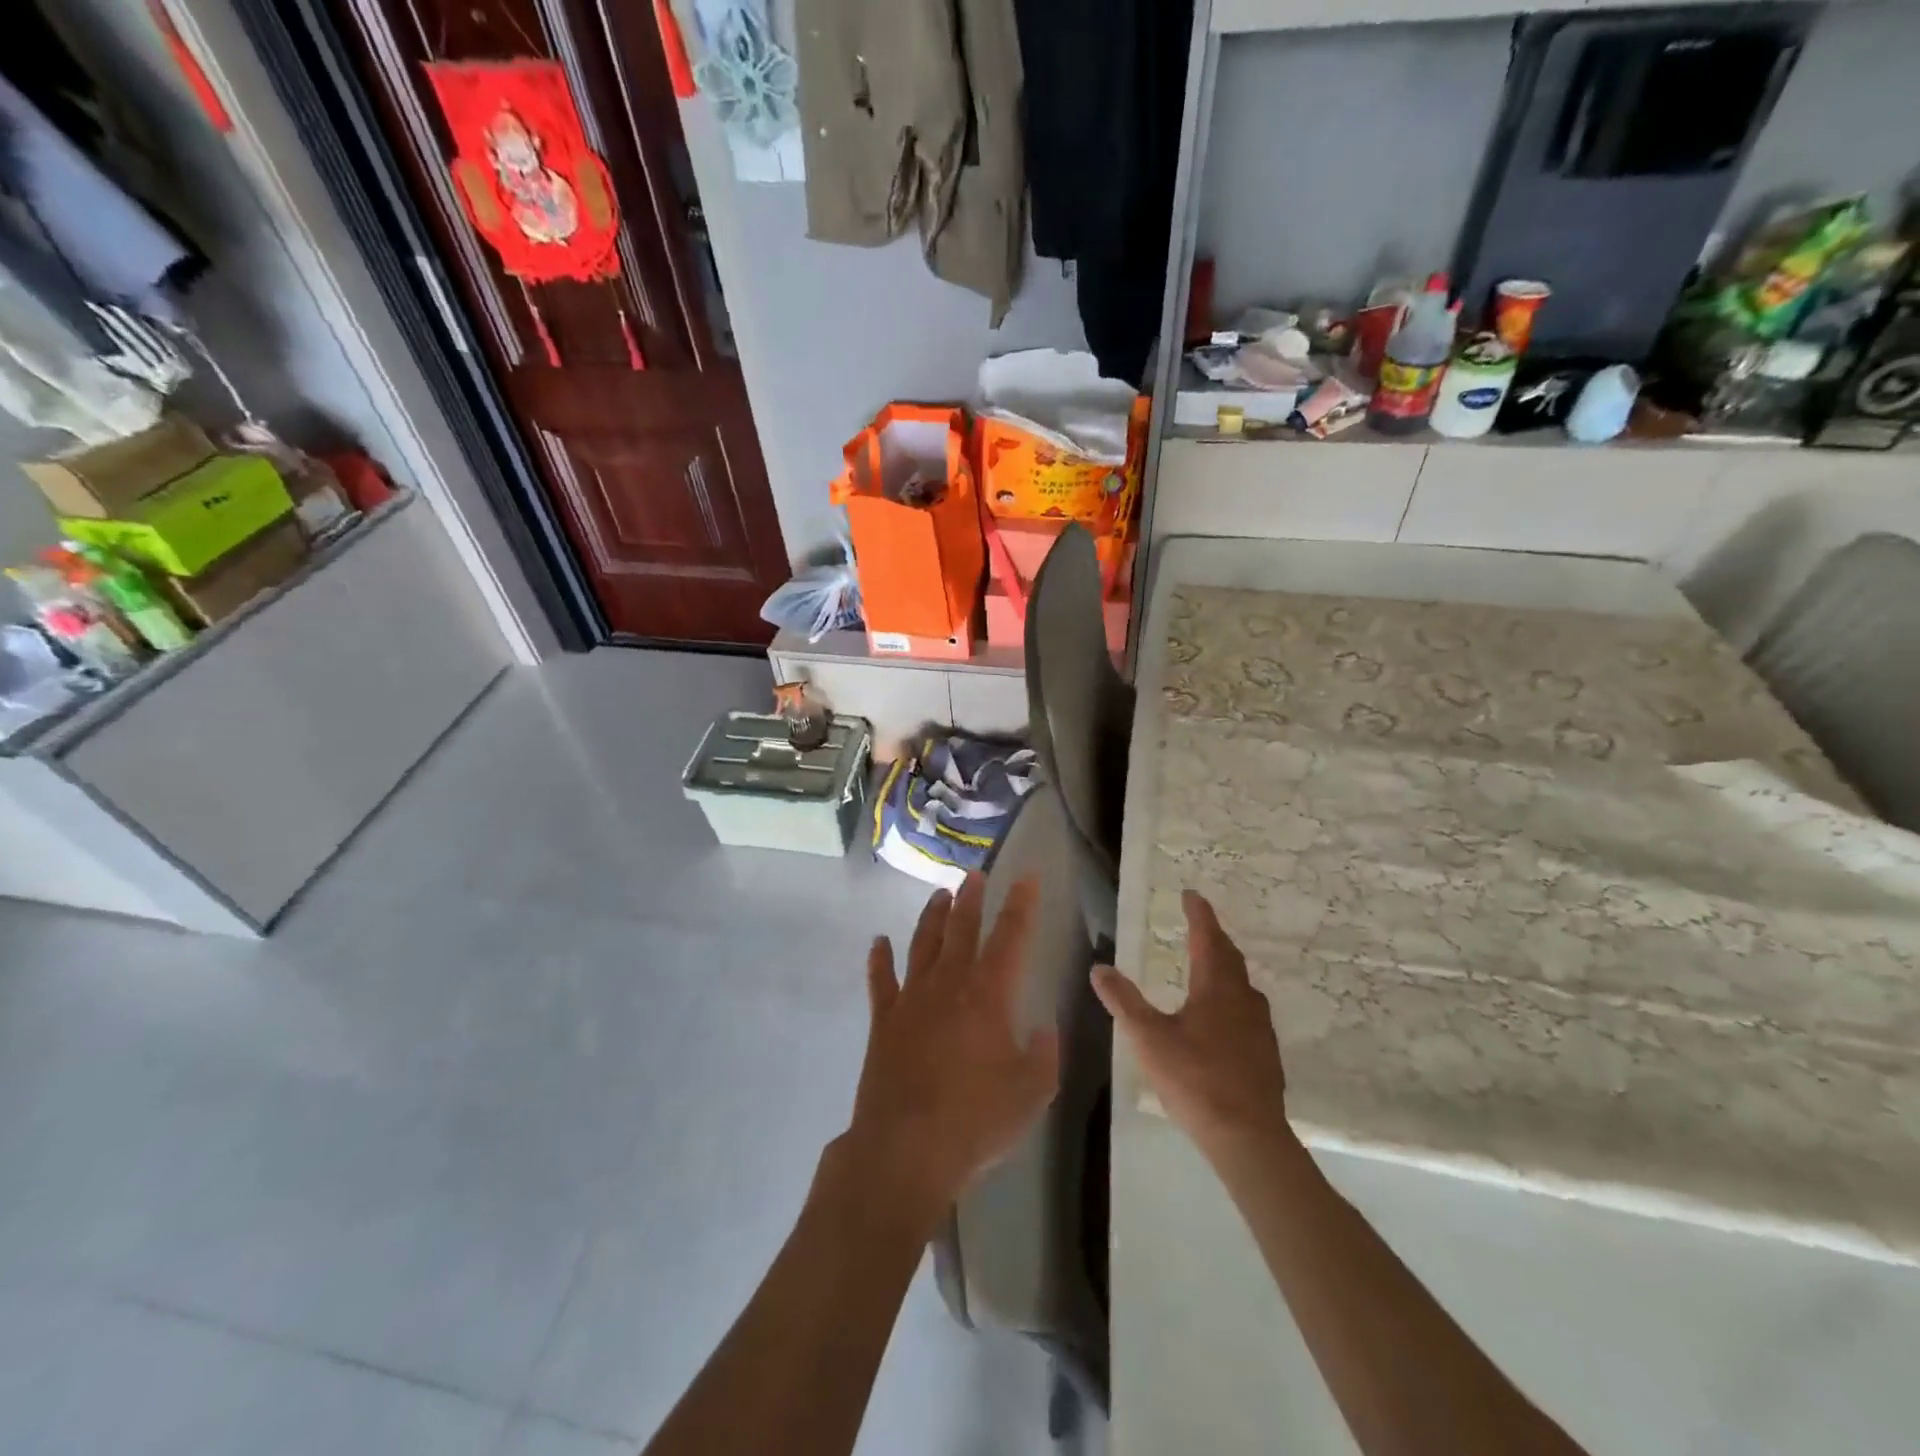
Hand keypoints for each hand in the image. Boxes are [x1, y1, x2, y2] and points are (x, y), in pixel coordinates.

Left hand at [842, 874, 1060, 1224]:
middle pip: (961, 929)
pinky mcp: (884, 1021)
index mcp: (988, 995)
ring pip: (923, 944)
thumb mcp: (1032, 1094)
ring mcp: (911, 999)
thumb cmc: (975, 1122)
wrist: (905, 1149)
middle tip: (975, 874)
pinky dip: (879, 959)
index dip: (1020, 905)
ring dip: (931, 917)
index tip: (1026, 878)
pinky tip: (878, 942)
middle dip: (971, 898)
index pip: (1009, 937)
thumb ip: (1044, 1055)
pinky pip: (881, 980)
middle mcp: (949, 985)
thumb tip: (1044, 1028)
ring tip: (939, 895)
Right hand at [1093, 890, 1291, 1152]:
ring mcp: (1260, 1028)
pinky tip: (1223, 1018)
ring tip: (1209, 966)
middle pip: (1230, 958)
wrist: (1248, 1137)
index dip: (1199, 915)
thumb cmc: (1195, 1079)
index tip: (1191, 895)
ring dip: (1225, 968)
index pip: (1208, 939)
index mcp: (1216, 988)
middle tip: (1199, 925)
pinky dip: (1232, 998)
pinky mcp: (1266, 1055)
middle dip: (1213, 938)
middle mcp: (1244, 1000)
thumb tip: (1099, 968)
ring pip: (1243, 985)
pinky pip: (1248, 1011)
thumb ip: (1123, 1001)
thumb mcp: (1148, 1038)